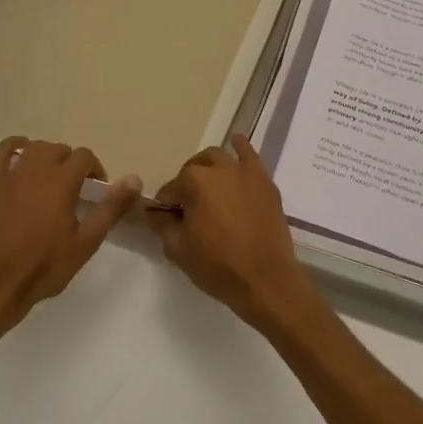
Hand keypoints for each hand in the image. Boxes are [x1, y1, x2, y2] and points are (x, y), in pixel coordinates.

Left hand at [0, 136, 141, 341]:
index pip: (84, 157)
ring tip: (52, 180)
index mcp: (61, 182)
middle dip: (73, 164)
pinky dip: (17, 147)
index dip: (95, 170)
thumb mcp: (86, 242)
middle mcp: (36, 169)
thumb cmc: (43, 267)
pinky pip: (4, 149)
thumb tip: (135, 179)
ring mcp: (11, 173)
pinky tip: (24, 161)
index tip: (97, 191)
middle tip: (76, 190)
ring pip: (36, 147)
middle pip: (61, 149)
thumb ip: (111, 208)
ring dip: (48, 156)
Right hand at [147, 134, 324, 335]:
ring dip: (208, 167)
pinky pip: (250, 155)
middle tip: (190, 208)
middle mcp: (218, 168)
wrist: (266, 280)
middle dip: (187, 183)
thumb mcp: (178, 249)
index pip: (170, 189)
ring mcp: (244, 172)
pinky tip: (236, 143)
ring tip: (210, 187)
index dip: (167, 206)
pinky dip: (240, 147)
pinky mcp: (264, 181)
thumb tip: (156, 213)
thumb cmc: (218, 265)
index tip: (169, 221)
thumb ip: (162, 225)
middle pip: (193, 169)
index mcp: (193, 181)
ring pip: (218, 158)